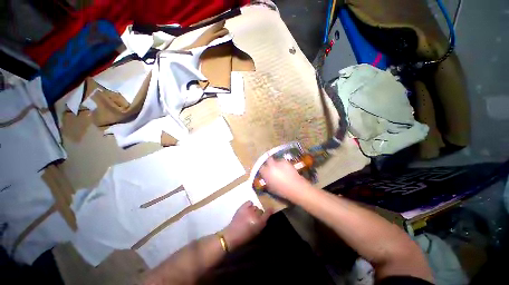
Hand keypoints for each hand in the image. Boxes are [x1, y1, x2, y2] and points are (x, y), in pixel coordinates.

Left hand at [223, 201, 271, 250]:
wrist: (232, 236)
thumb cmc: (245, 238)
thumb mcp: (257, 234)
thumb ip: (262, 225)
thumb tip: (265, 219)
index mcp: (260, 222)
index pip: (268, 213)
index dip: (270, 211)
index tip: (271, 209)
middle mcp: (255, 214)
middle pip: (260, 210)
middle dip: (259, 214)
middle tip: (255, 218)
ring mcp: (248, 209)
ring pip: (255, 207)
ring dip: (253, 210)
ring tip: (249, 214)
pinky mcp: (242, 207)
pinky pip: (249, 202)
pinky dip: (249, 205)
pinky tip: (247, 209)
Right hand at [259, 158, 311, 199]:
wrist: (295, 187)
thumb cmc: (282, 190)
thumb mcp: (271, 188)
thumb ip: (267, 181)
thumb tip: (266, 178)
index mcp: (266, 172)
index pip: (261, 168)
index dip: (263, 170)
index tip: (264, 172)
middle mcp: (271, 165)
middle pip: (268, 160)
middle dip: (269, 163)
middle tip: (271, 167)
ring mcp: (279, 162)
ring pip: (275, 160)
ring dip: (276, 163)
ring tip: (279, 168)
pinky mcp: (286, 161)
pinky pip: (282, 161)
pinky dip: (282, 164)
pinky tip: (285, 168)